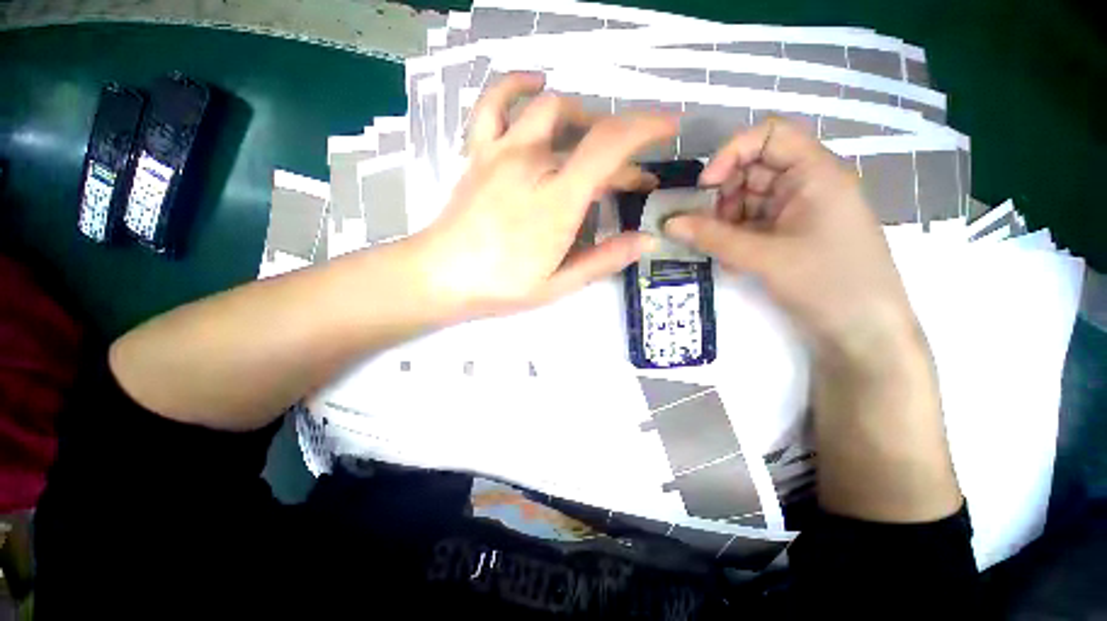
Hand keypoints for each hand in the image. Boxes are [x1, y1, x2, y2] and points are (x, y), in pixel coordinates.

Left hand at [411, 73, 676, 319]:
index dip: (646, 129)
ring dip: (584, 118)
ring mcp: (502, 152)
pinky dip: (517, 85)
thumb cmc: (502, 285)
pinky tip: (536, 85)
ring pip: (552, 109)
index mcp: (557, 201)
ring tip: (596, 139)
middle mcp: (533, 164)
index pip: (610, 146)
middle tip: (632, 180)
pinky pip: (495, 102)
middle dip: (621, 151)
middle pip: (589, 135)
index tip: (669, 129)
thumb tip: (647, 241)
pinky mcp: (480, 151)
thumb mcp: (560, 283)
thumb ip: (605, 259)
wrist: (442, 275)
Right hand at [664, 117, 920, 364]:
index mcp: (814, 173)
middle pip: (753, 169)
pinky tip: (734, 263)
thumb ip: (712, 238)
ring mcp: (797, 212)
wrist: (863, 332)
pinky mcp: (789, 235)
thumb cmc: (827, 283)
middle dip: (724, 196)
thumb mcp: (764, 257)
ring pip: (748, 200)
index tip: (706, 187)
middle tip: (708, 228)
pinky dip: (736, 239)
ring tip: (722, 251)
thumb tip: (668, 223)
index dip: (732, 153)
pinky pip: (752, 224)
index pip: (769, 135)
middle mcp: (806, 185)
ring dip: (726, 222)